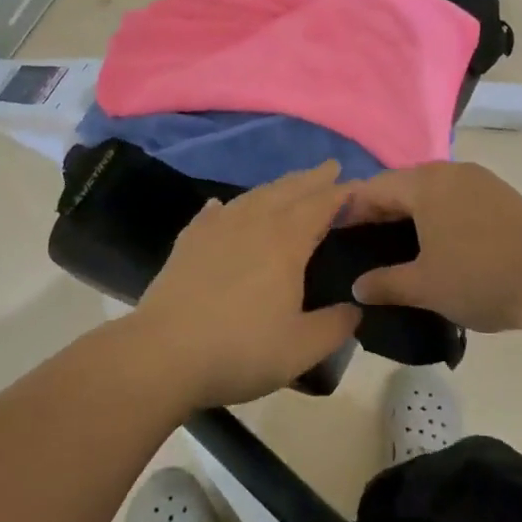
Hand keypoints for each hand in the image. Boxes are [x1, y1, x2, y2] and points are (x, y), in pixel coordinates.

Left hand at [134, 162, 361, 409]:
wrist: (163, 354)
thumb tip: (355, 310)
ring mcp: (216, 229)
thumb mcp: (301, 348)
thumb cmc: (240, 349)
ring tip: (288, 185)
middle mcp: (253, 223)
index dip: (341, 192)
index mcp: (286, 241)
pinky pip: (212, 214)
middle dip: (312, 178)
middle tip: (330, 167)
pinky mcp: (187, 242)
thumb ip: (335, 327)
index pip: (321, 204)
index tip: (358, 185)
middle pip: (288, 190)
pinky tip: (221, 206)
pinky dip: (225, 207)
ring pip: (252, 197)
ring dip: (276, 187)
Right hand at [347, 162, 521, 332]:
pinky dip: (434, 216)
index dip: (348, 212)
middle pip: (400, 186)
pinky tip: (435, 244)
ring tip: (395, 248)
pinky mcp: (499, 195)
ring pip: (428, 191)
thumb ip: (384, 283)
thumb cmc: (482, 277)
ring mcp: (478, 180)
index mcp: (425, 184)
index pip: (372, 189)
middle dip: (378, 213)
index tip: (333, 237)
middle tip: (360, 246)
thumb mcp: (426, 286)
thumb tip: (357, 286)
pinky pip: (452, 198)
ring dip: (408, 214)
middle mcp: (449, 171)